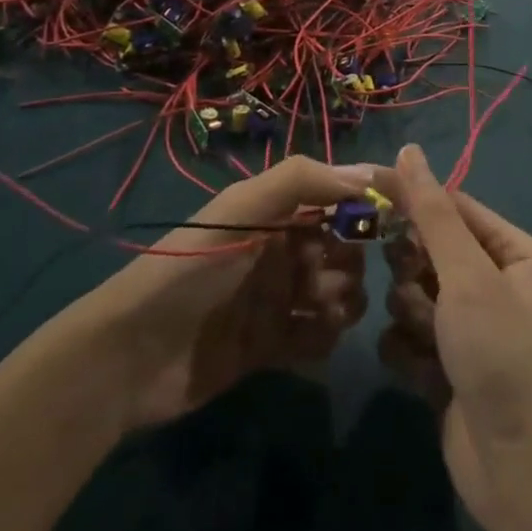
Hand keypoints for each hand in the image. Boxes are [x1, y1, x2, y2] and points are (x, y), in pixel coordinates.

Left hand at [70, 157, 374, 434]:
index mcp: (276, 212)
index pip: (339, 199)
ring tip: (316, 311)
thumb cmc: (192, 269)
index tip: (400, 217)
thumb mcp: (241, 209)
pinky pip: (320, 339)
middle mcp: (283, 250)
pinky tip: (304, 342)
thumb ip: (303, 181)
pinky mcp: (272, 346)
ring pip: (340, 295)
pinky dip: (323, 339)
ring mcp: (278, 300)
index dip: (369, 204)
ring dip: (342, 302)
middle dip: (351, 261)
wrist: (131, 357)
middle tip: (325, 278)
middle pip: (346, 250)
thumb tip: (371, 173)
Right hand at [375, 145, 531, 530]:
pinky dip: (407, 350)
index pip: (452, 205)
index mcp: (511, 252)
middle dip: (413, 271)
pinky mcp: (444, 364)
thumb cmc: (499, 353)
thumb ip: (432, 211)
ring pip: (410, 292)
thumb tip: (408, 149)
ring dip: (410, 314)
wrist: (517, 469)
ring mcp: (467, 326)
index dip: (411, 199)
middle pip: (427, 249)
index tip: (366, 192)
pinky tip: (422, 373)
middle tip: (420, 290)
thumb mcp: (467, 274)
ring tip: (429, 339)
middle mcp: (492, 282)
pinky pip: (405, 335)